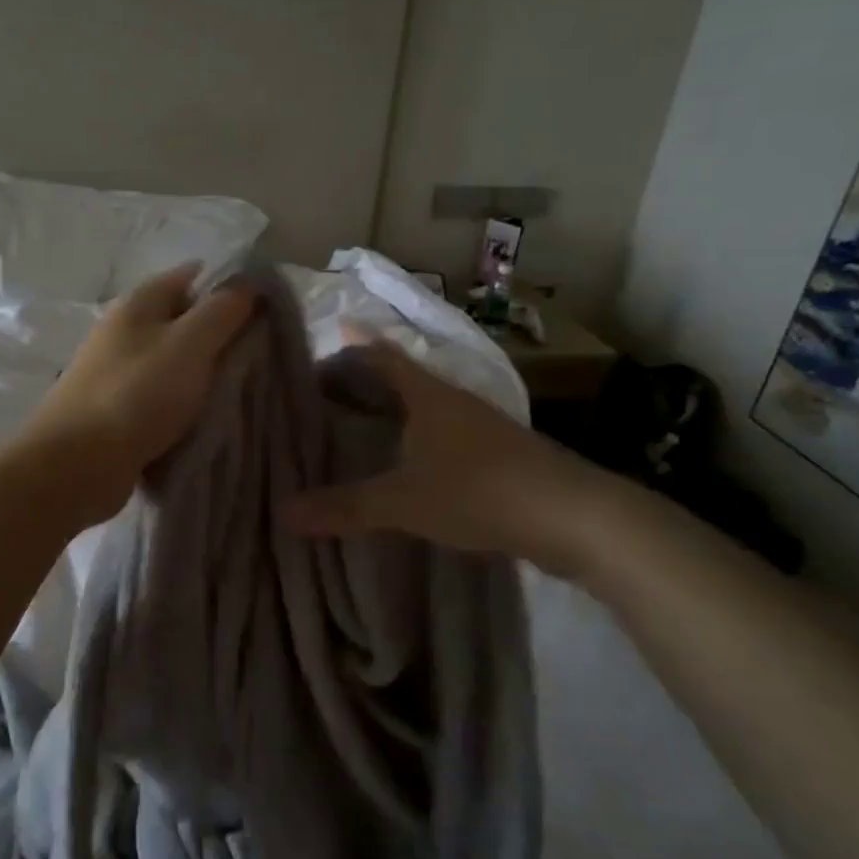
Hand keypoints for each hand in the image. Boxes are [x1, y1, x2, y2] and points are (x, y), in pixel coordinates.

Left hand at [20, 265, 256, 528]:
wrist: (77, 464)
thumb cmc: (137, 394)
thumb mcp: (190, 344)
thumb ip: (222, 311)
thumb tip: (247, 283)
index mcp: (139, 303)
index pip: (192, 277)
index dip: (230, 287)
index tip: (267, 310)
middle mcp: (124, 329)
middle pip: (184, 320)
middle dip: (222, 335)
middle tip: (262, 355)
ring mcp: (117, 371)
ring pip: (174, 361)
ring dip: (204, 373)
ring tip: (243, 388)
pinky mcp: (116, 408)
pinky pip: (161, 396)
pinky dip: (184, 403)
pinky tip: (208, 418)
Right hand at [283, 332, 626, 572]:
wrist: (574, 516)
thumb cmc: (479, 490)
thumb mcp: (404, 501)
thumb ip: (345, 507)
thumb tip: (283, 512)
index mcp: (428, 396)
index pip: (382, 357)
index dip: (353, 348)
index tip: (326, 341)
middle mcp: (454, 401)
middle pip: (404, 377)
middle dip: (367, 377)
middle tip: (330, 386)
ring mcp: (482, 426)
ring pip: (427, 406)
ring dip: (396, 408)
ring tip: (363, 420)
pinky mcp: (500, 454)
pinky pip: (445, 433)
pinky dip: (419, 436)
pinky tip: (411, 458)